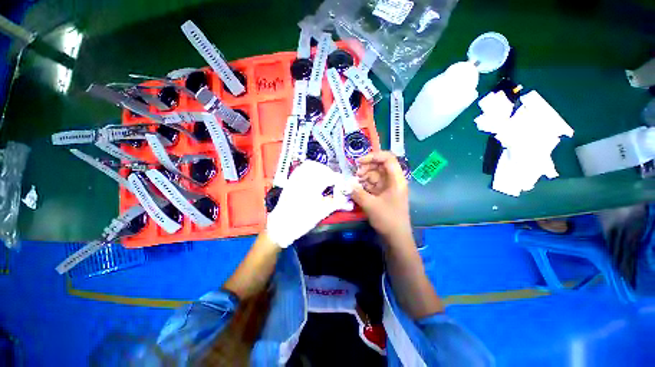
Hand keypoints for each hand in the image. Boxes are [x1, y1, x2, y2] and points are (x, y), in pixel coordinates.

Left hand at [266, 161, 353, 247]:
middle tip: (333, 183)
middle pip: (320, 168)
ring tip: (324, 180)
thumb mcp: (322, 212)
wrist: (281, 226)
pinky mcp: (290, 180)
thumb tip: (350, 201)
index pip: (330, 176)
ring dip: (320, 170)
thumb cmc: (302, 220)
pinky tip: (314, 179)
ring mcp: (295, 178)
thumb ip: (337, 203)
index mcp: (312, 185)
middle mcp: (303, 177)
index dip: (339, 180)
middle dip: (329, 173)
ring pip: (310, 165)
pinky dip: (310, 170)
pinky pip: (301, 169)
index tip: (343, 186)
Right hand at [352, 151, 411, 241]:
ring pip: (375, 175)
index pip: (388, 158)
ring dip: (364, 177)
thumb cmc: (388, 219)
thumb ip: (358, 193)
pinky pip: (373, 184)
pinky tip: (358, 188)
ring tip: (355, 183)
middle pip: (380, 165)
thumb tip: (348, 184)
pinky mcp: (383, 194)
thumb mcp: (371, 205)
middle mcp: (393, 180)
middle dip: (367, 167)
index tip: (359, 162)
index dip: (374, 156)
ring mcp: (388, 187)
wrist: (396, 237)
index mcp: (396, 179)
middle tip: (356, 175)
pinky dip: (365, 184)